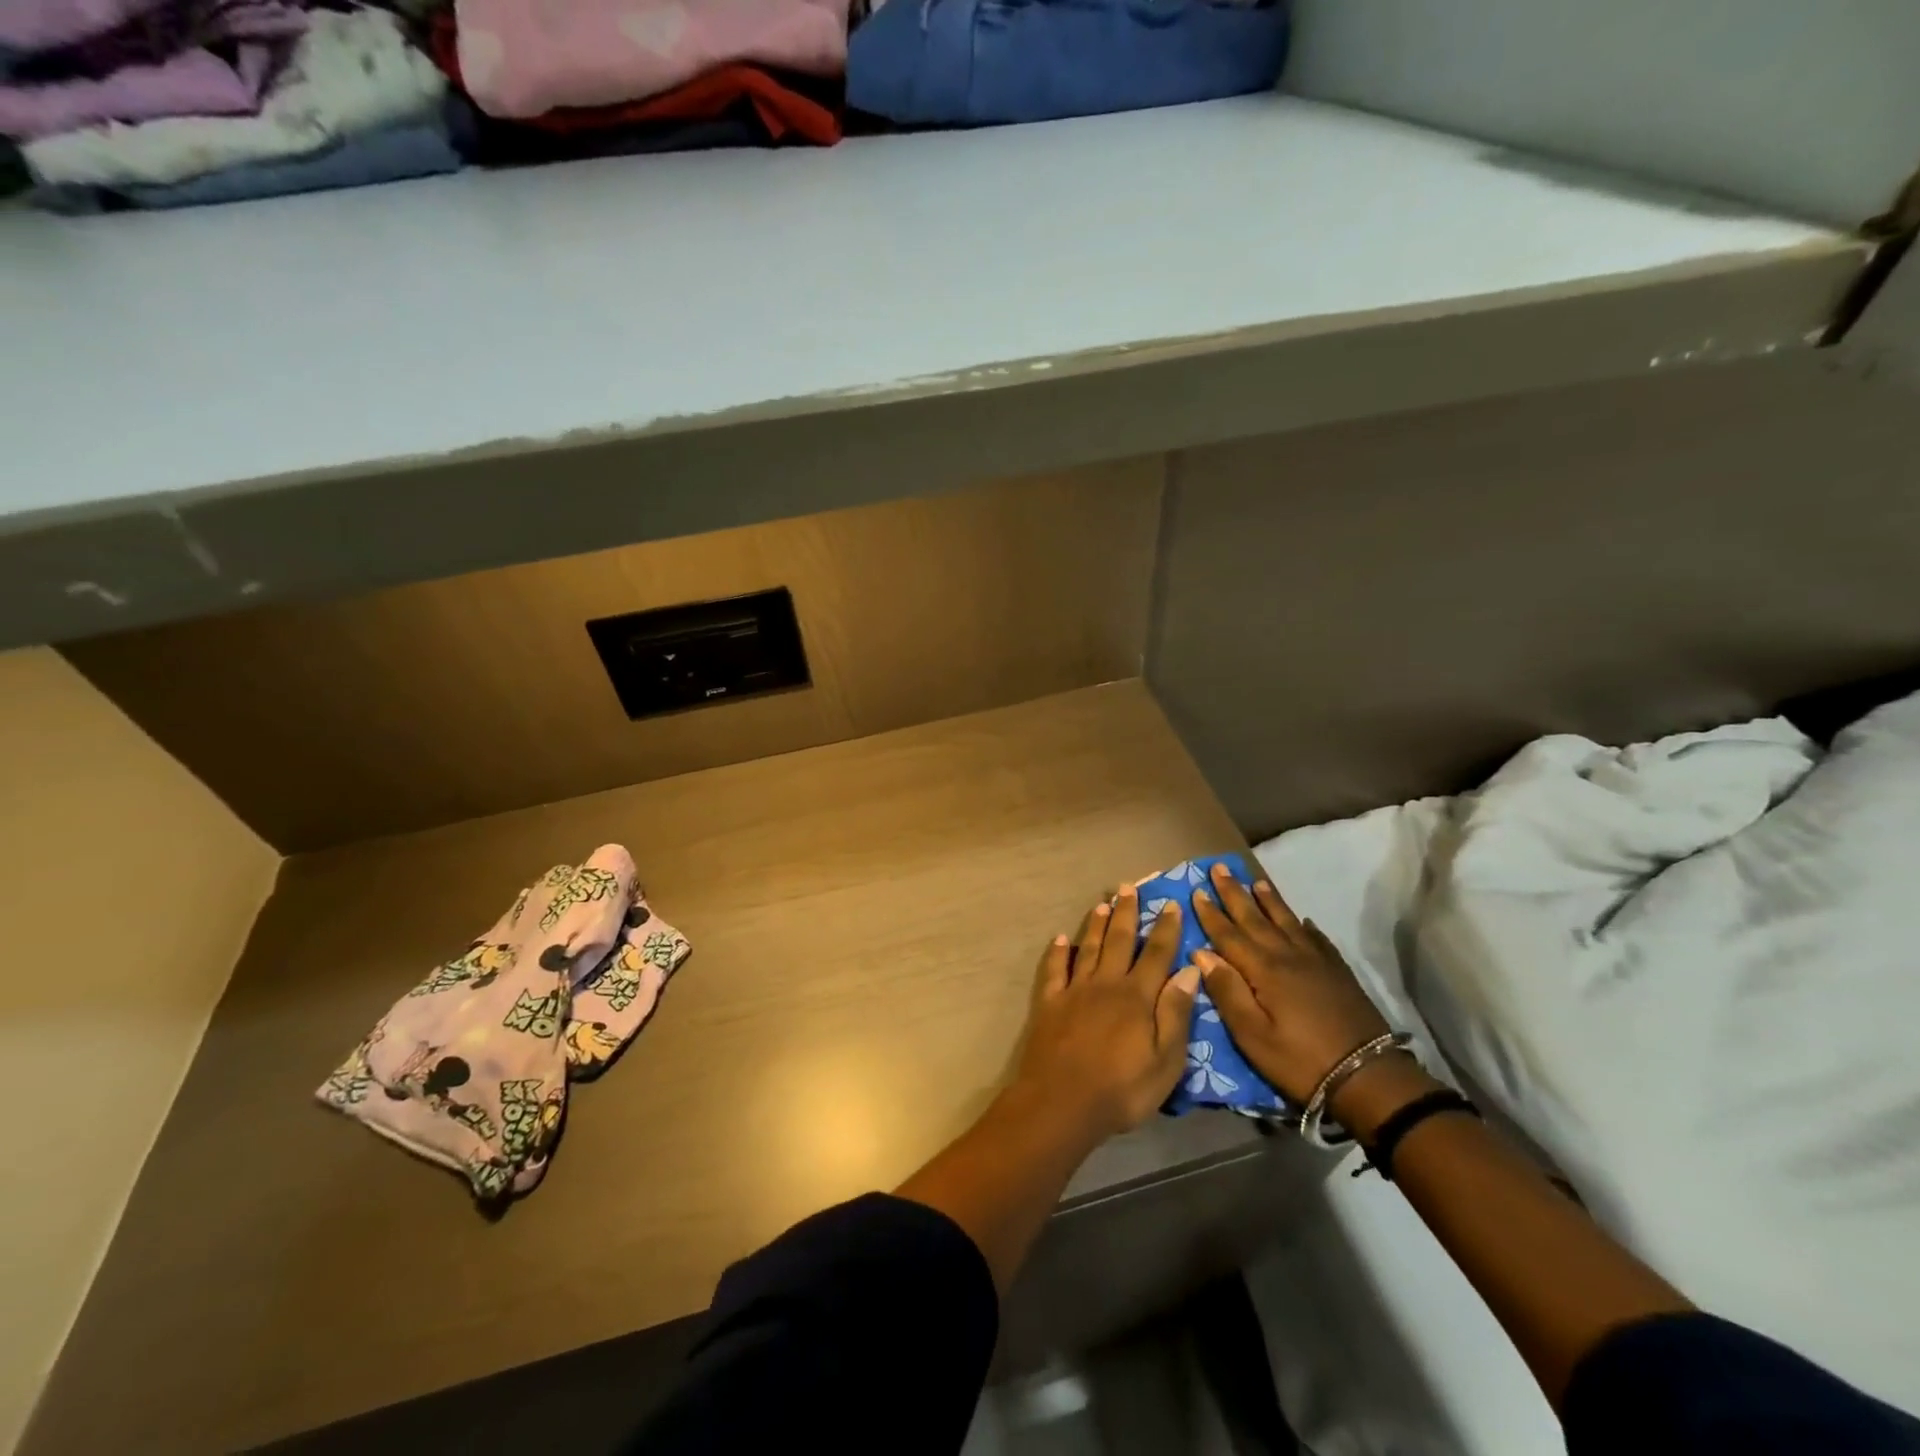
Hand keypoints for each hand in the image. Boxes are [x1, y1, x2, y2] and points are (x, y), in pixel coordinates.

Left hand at [1014, 884, 1202, 1140]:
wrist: (1062, 1102)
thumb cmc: (1122, 1089)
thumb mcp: (1165, 1061)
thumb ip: (1176, 1013)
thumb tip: (1189, 971)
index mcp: (1137, 997)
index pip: (1156, 954)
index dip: (1165, 929)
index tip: (1170, 904)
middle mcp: (1106, 983)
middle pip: (1118, 941)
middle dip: (1126, 913)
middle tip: (1128, 887)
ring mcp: (1074, 991)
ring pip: (1087, 948)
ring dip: (1095, 924)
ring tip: (1101, 903)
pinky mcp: (1050, 1003)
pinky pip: (1054, 970)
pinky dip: (1057, 952)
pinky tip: (1059, 938)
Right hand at [1190, 862, 1391, 1104]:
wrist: (1368, 1076)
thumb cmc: (1299, 1060)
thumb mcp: (1252, 1035)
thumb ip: (1227, 991)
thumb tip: (1201, 953)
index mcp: (1263, 969)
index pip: (1229, 934)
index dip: (1211, 913)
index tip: (1196, 891)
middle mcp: (1288, 955)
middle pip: (1255, 918)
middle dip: (1235, 893)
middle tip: (1219, 868)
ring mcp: (1317, 961)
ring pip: (1287, 921)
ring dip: (1269, 901)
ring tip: (1256, 881)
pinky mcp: (1338, 972)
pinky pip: (1317, 938)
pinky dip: (1305, 926)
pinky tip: (1303, 920)